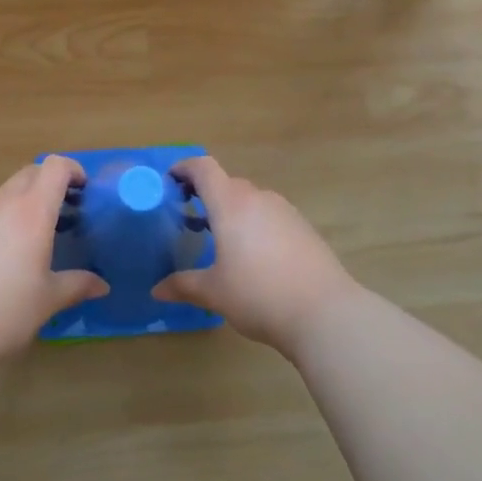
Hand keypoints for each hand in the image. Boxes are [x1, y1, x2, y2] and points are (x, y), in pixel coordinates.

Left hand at [0, 156, 106, 356]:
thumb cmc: (7, 308)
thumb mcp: (48, 299)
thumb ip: (77, 285)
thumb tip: (102, 285)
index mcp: (33, 210)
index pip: (55, 167)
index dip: (72, 170)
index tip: (83, 190)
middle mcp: (2, 202)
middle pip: (30, 173)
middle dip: (48, 184)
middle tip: (61, 212)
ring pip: (4, 193)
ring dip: (22, 203)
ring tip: (29, 237)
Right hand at [152, 156, 360, 354]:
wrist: (325, 312)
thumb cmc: (259, 295)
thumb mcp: (214, 293)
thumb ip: (183, 286)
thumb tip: (157, 290)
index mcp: (231, 205)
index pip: (203, 168)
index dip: (184, 168)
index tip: (170, 182)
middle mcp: (258, 198)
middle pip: (227, 183)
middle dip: (206, 195)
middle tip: (190, 219)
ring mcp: (285, 211)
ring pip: (251, 200)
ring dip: (233, 211)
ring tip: (222, 240)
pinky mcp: (304, 227)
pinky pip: (271, 215)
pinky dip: (255, 224)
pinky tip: (255, 257)